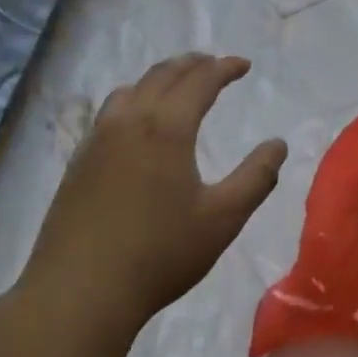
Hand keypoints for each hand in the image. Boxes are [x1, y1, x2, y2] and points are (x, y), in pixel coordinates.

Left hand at [22, 54, 286, 335]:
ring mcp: (97, 139)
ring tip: (176, 84)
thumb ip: (256, 177)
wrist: (79, 292)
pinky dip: (133, 98)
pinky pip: (109, 110)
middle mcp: (130, 121)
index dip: (224, 68)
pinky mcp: (78, 161)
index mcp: (167, 127)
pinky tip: (135, 121)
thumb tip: (278, 144)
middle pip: (163, 75)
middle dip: (193, 65)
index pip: (200, 80)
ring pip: (131, 88)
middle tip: (214, 65)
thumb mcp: (223, 219)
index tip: (243, 65)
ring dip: (160, 77)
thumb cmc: (160, 254)